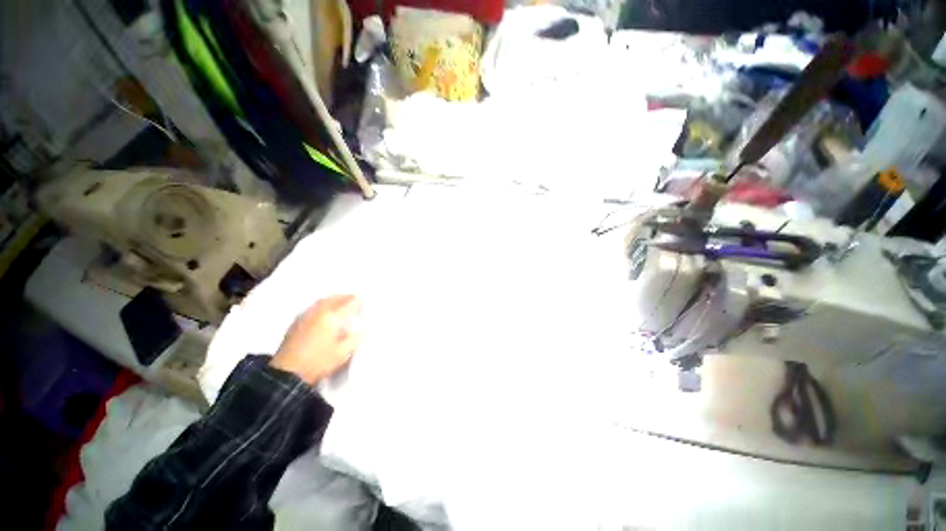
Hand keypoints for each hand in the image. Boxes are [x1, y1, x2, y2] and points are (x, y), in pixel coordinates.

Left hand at [270, 295, 361, 384]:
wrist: (288, 373)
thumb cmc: (319, 362)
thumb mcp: (342, 353)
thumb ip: (354, 339)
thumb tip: (361, 331)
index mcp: (331, 318)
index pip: (347, 304)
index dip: (357, 301)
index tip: (364, 300)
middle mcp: (318, 313)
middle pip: (333, 299)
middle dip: (344, 296)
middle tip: (353, 297)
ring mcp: (305, 317)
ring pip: (321, 301)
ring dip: (332, 299)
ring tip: (339, 301)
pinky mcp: (296, 323)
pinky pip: (312, 307)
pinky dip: (321, 305)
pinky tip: (323, 310)